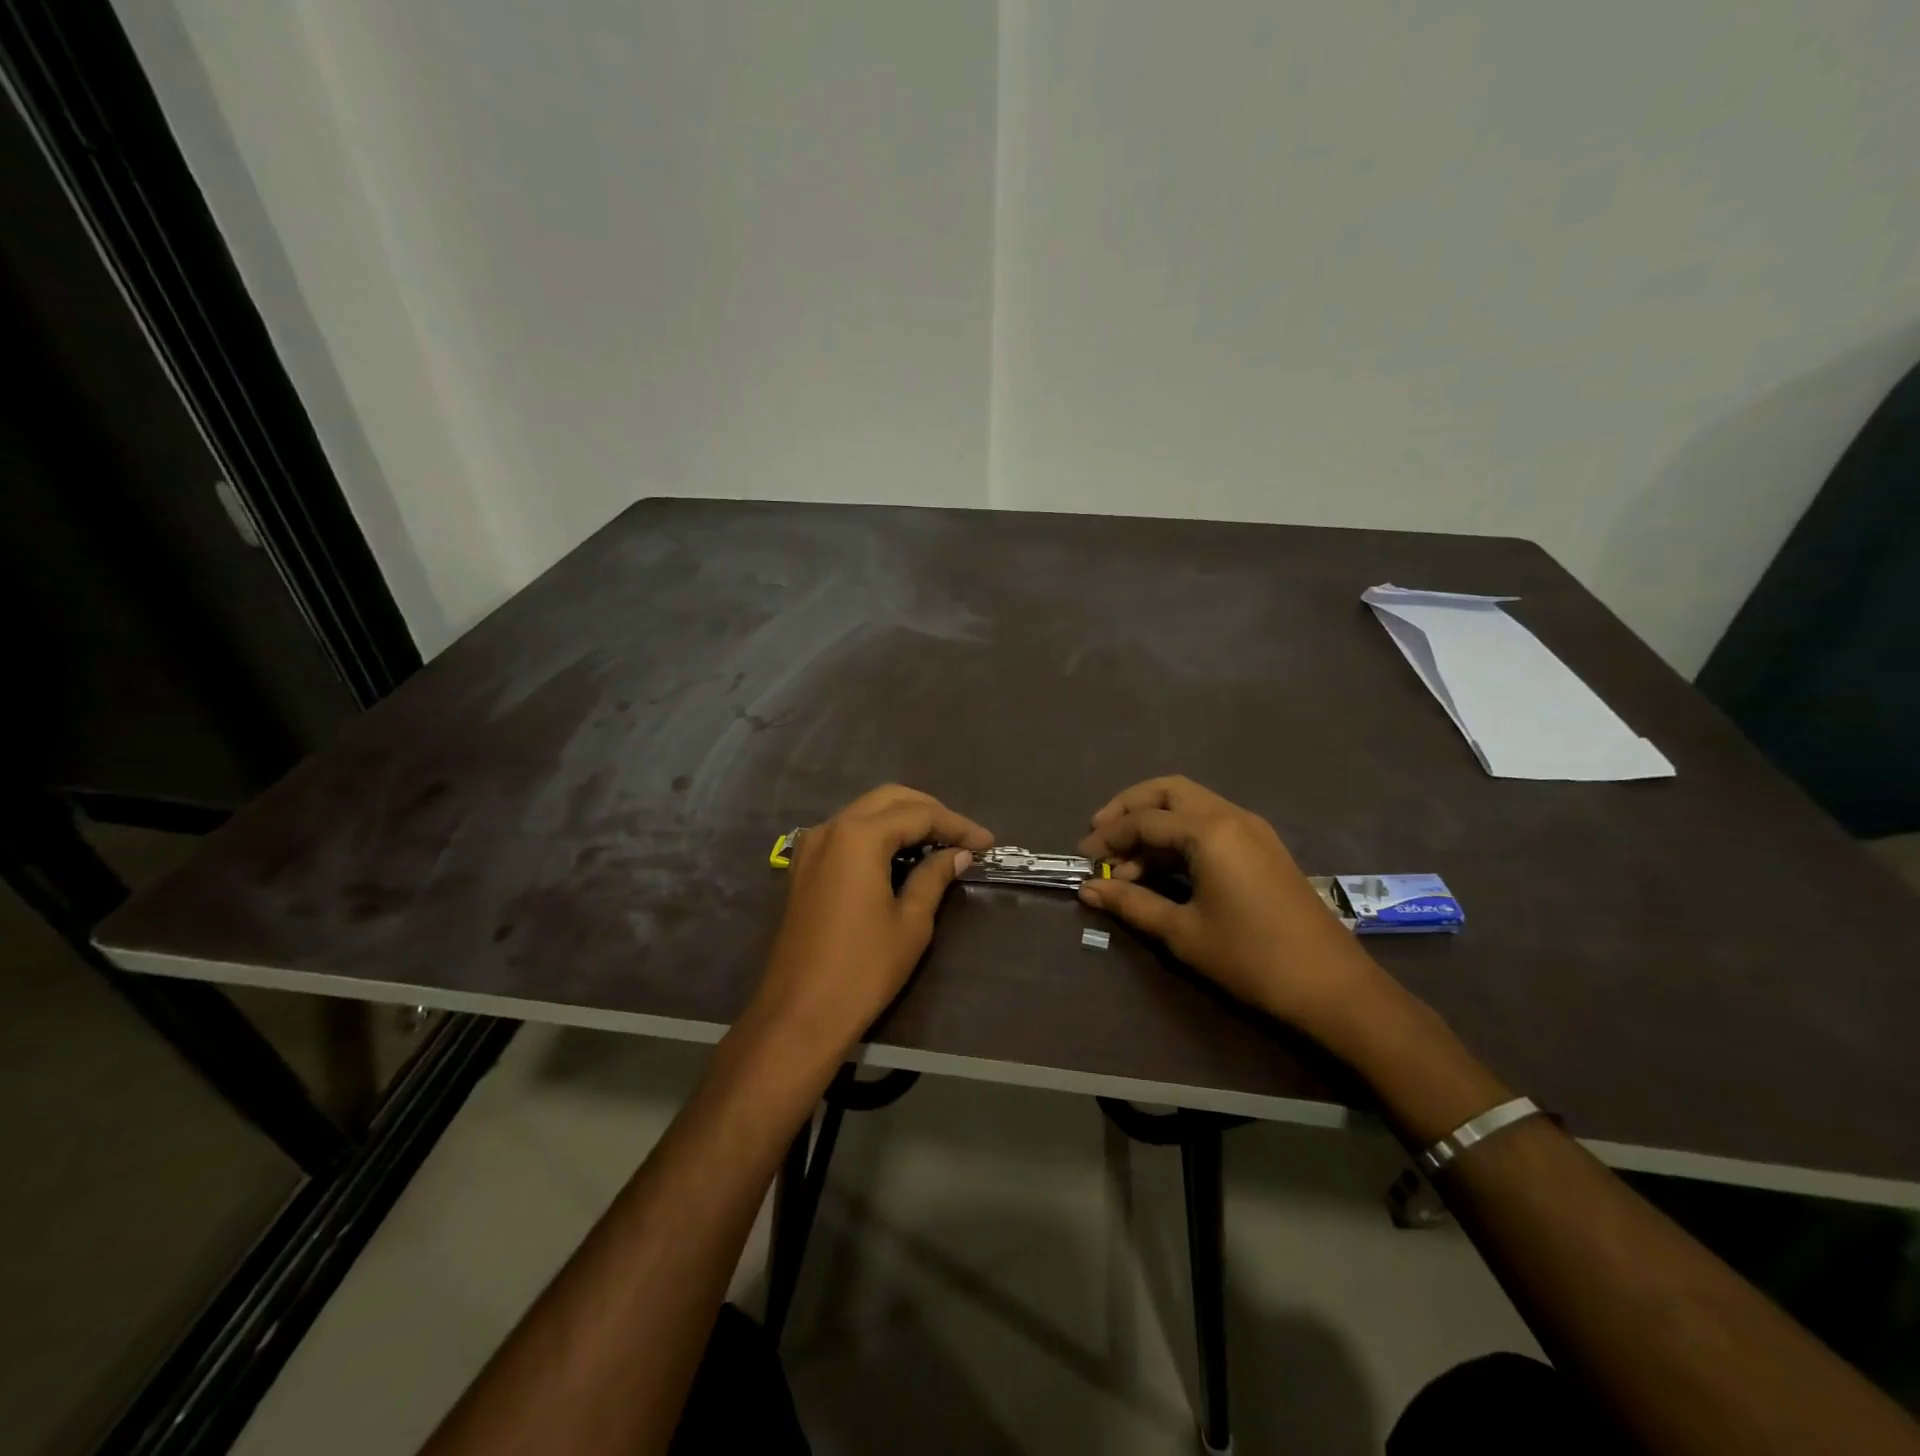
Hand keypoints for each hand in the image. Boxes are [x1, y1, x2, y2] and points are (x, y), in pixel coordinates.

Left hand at [745, 785, 993, 1067]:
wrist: (799, 1014)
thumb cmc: (863, 969)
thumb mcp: (911, 923)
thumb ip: (934, 877)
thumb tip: (958, 854)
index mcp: (859, 836)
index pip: (919, 815)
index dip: (958, 826)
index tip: (989, 843)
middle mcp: (831, 828)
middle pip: (889, 800)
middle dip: (930, 812)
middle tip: (964, 838)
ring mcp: (812, 846)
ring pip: (866, 812)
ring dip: (903, 820)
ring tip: (939, 844)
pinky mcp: (804, 867)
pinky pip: (846, 833)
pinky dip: (877, 834)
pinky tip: (900, 856)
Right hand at [1076, 775, 1382, 1033]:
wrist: (1333, 988)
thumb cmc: (1251, 959)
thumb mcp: (1182, 933)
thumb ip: (1131, 903)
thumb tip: (1089, 889)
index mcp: (1210, 831)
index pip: (1144, 820)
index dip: (1108, 837)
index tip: (1082, 859)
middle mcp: (1231, 816)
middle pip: (1169, 792)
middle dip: (1130, 808)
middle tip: (1101, 836)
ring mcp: (1252, 829)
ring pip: (1191, 804)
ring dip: (1155, 822)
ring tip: (1127, 863)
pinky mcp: (1263, 847)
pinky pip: (1210, 823)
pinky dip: (1180, 835)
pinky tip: (1163, 868)